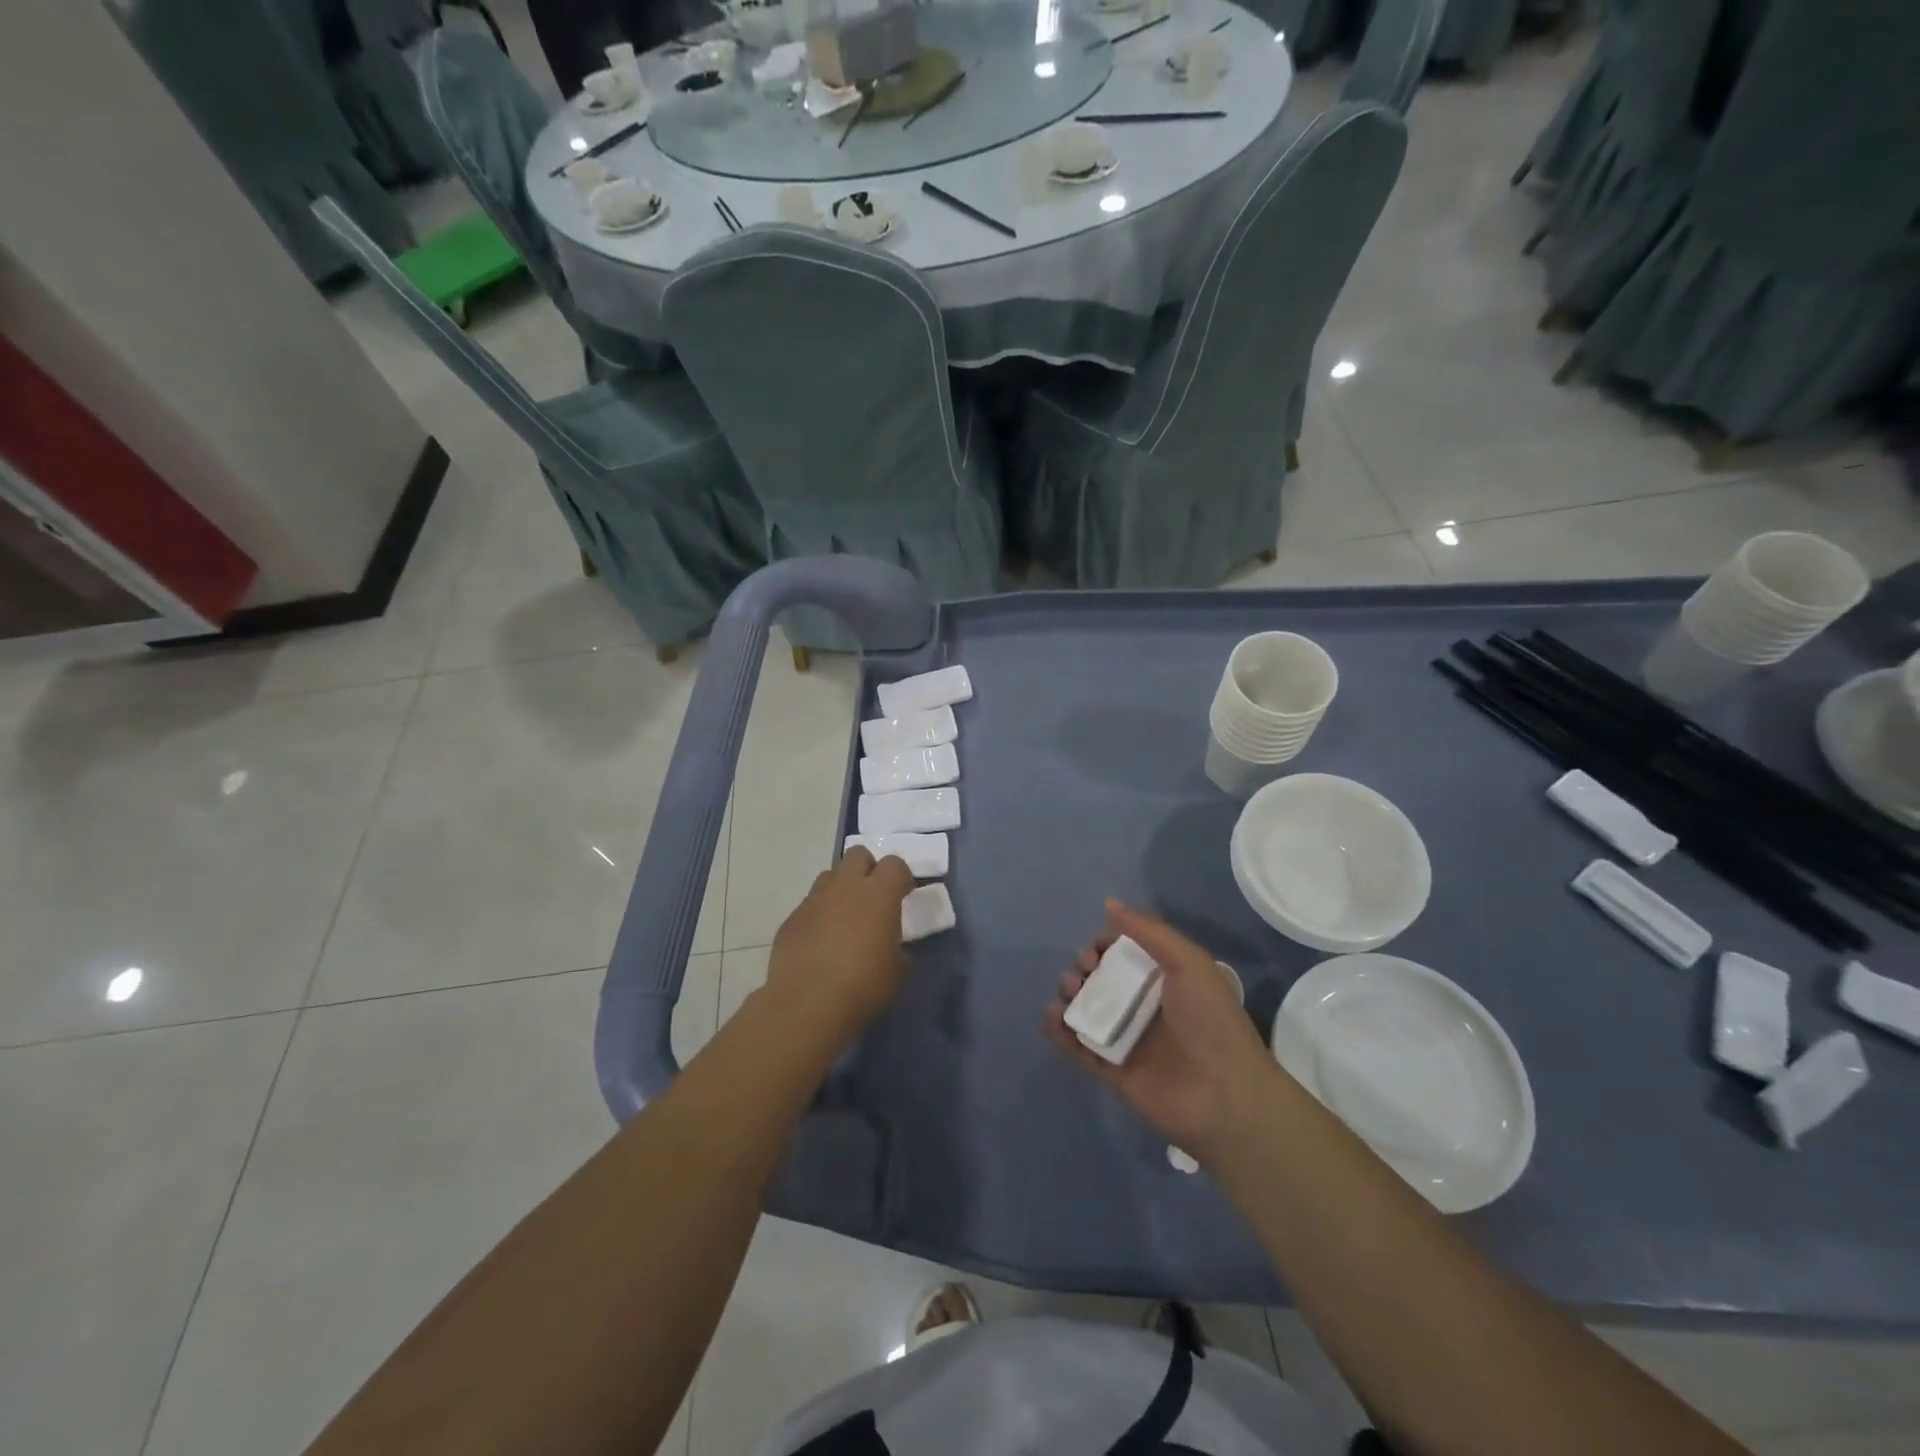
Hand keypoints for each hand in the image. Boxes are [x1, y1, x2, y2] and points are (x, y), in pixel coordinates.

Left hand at [767, 847, 915, 1037]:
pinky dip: (819, 915)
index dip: (901, 876)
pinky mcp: (791, 919)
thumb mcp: (897, 972)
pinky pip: (809, 905)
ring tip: (845, 918)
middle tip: (873, 897)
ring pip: (830, 876)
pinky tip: (820, 943)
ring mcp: (814, 900)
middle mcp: (845, 887)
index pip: (895, 864)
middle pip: (857, 855)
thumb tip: (895, 950)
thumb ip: (899, 951)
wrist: (807, 1003)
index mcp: (879, 894)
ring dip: (841, 889)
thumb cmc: (863, 985)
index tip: (904, 894)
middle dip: (867, 869)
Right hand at [1044, 900, 1275, 1157]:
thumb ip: (1149, 931)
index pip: (1122, 953)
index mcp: (1162, 979)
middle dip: (1082, 967)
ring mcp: (1123, 1038)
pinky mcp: (1108, 1069)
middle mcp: (1140, 1005)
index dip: (1103, 944)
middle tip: (1084, 970)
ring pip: (1083, 1008)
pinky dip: (1058, 1030)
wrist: (1225, 1096)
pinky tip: (1053, 1017)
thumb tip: (1109, 903)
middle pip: (1098, 978)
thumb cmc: (1211, 1021)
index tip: (1096, 946)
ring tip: (1069, 992)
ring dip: (1068, 994)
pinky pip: (1075, 1046)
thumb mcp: (1188, 963)